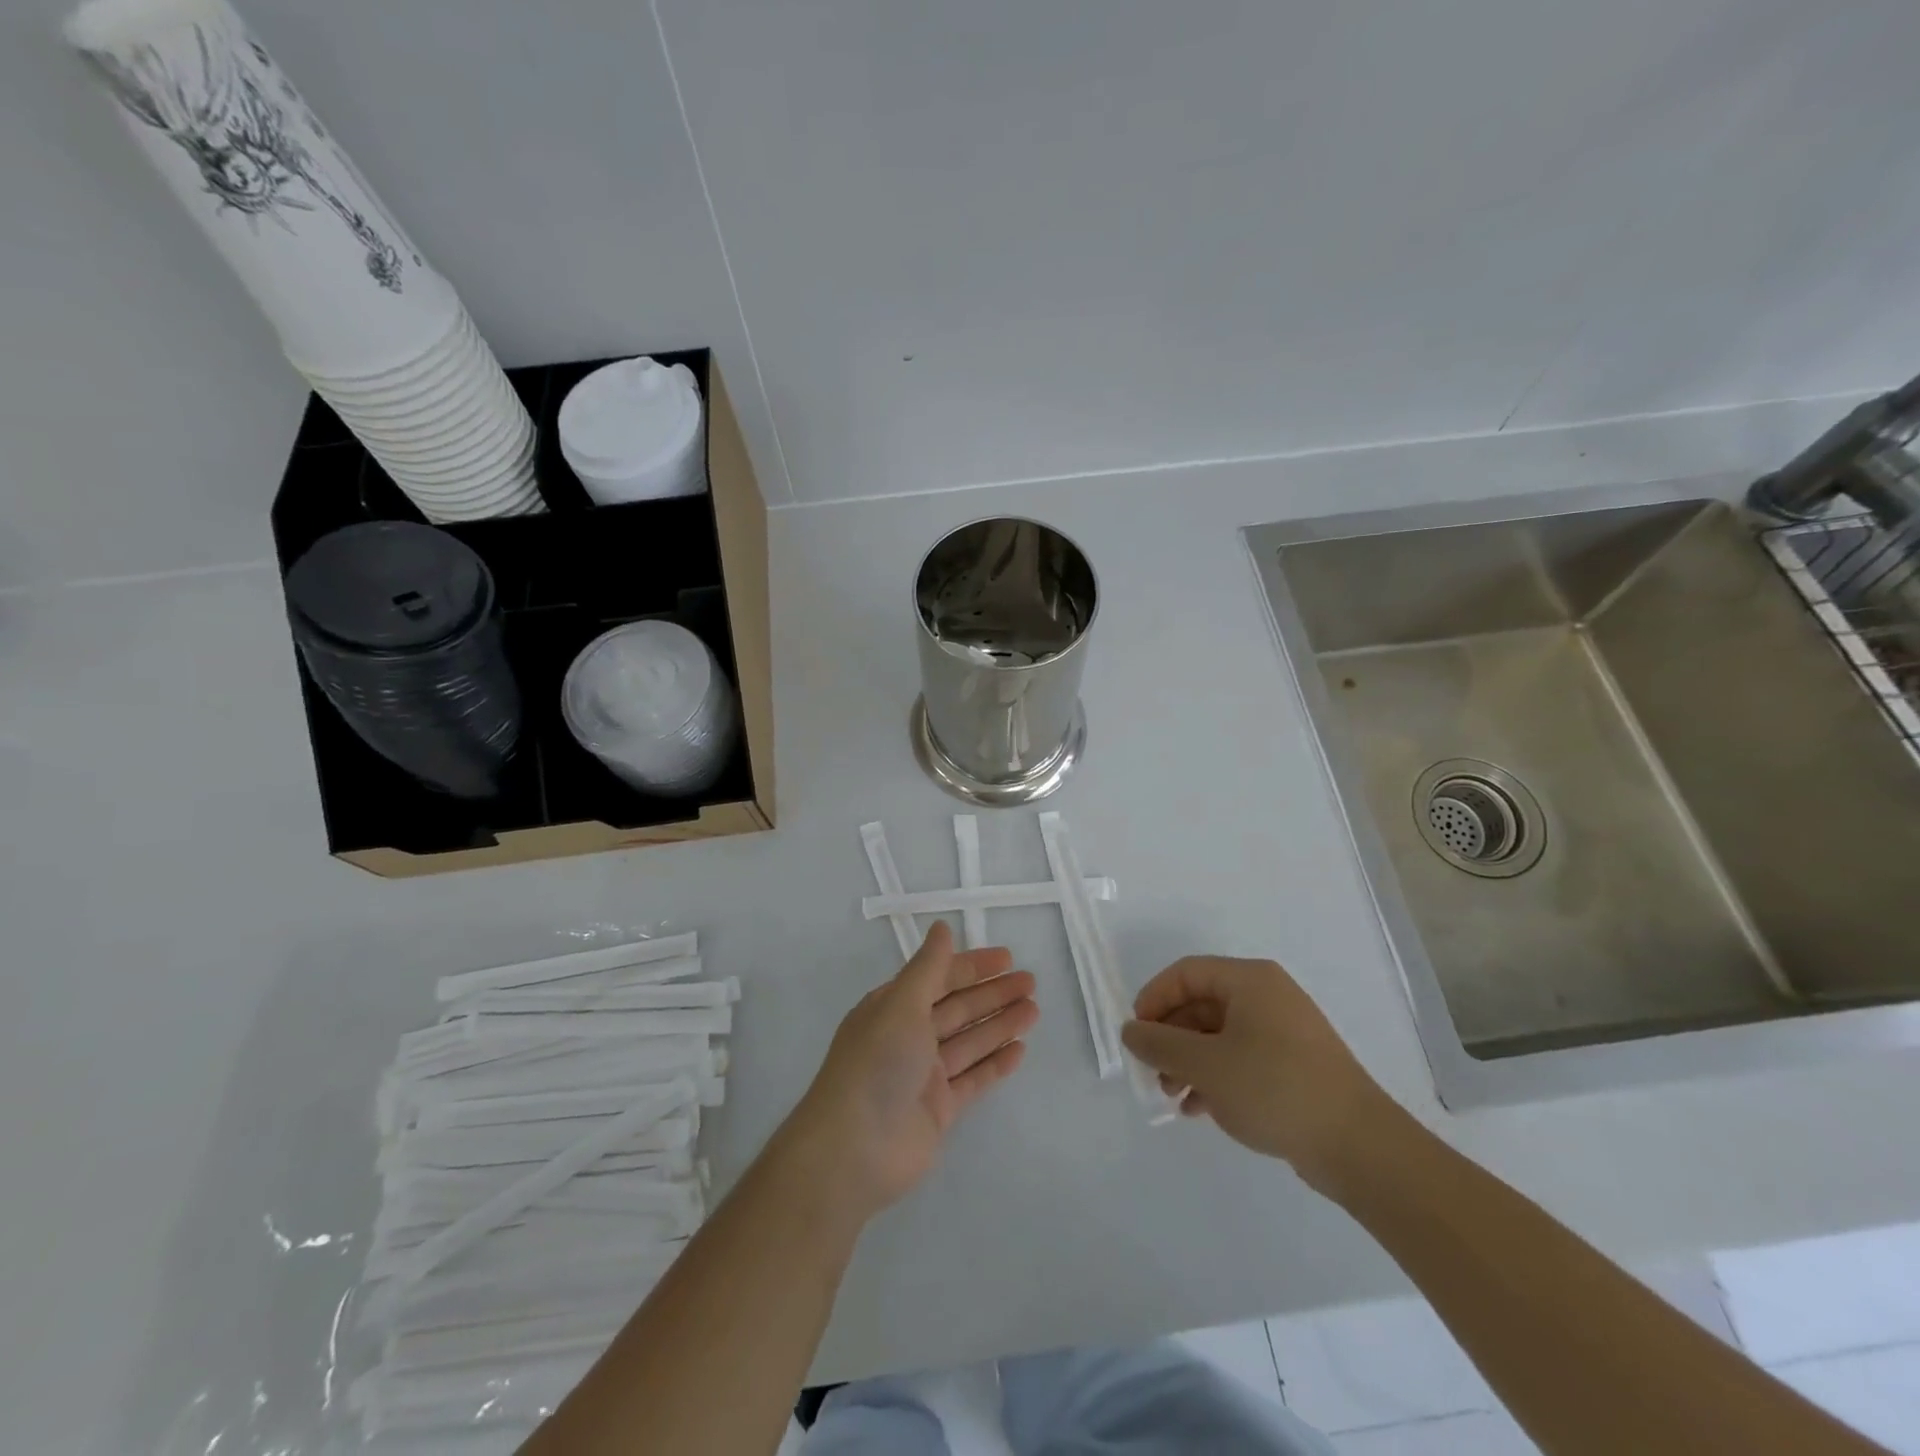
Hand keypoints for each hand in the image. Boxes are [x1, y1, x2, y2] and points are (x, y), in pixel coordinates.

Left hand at [778, 921, 1036, 1224]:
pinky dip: (995, 1064)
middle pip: (957, 1008)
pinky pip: (973, 1079)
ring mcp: (924, 1075)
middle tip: (1031, 983)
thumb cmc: (876, 1063)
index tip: (1007, 958)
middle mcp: (907, 1036)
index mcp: (892, 1007)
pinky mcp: (939, 1110)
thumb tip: (941, 927)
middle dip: (993, 994)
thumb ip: (928, 968)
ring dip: (1000, 1024)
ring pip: (969, 1042)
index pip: (938, 978)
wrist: (854, 1149)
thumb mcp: (901, 1004)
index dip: (972, 966)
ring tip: (1034, 1010)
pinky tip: (1020, 1050)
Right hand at [1120, 956, 1398, 1193]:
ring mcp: (1284, 1032)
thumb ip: (1160, 1045)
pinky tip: (1199, 1109)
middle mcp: (1267, 997)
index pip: (1186, 973)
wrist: (1359, 1146)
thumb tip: (1130, 1031)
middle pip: (1202, 1004)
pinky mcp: (1293, 1066)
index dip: (1154, 998)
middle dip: (1171, 1037)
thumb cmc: (1275, 1088)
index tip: (1137, 1034)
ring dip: (1189, 1061)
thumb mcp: (1206, 1065)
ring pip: (1219, 1035)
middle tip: (1152, 1070)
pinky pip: (1241, 1059)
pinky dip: (1215, 1077)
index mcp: (1250, 980)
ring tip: (1172, 1095)